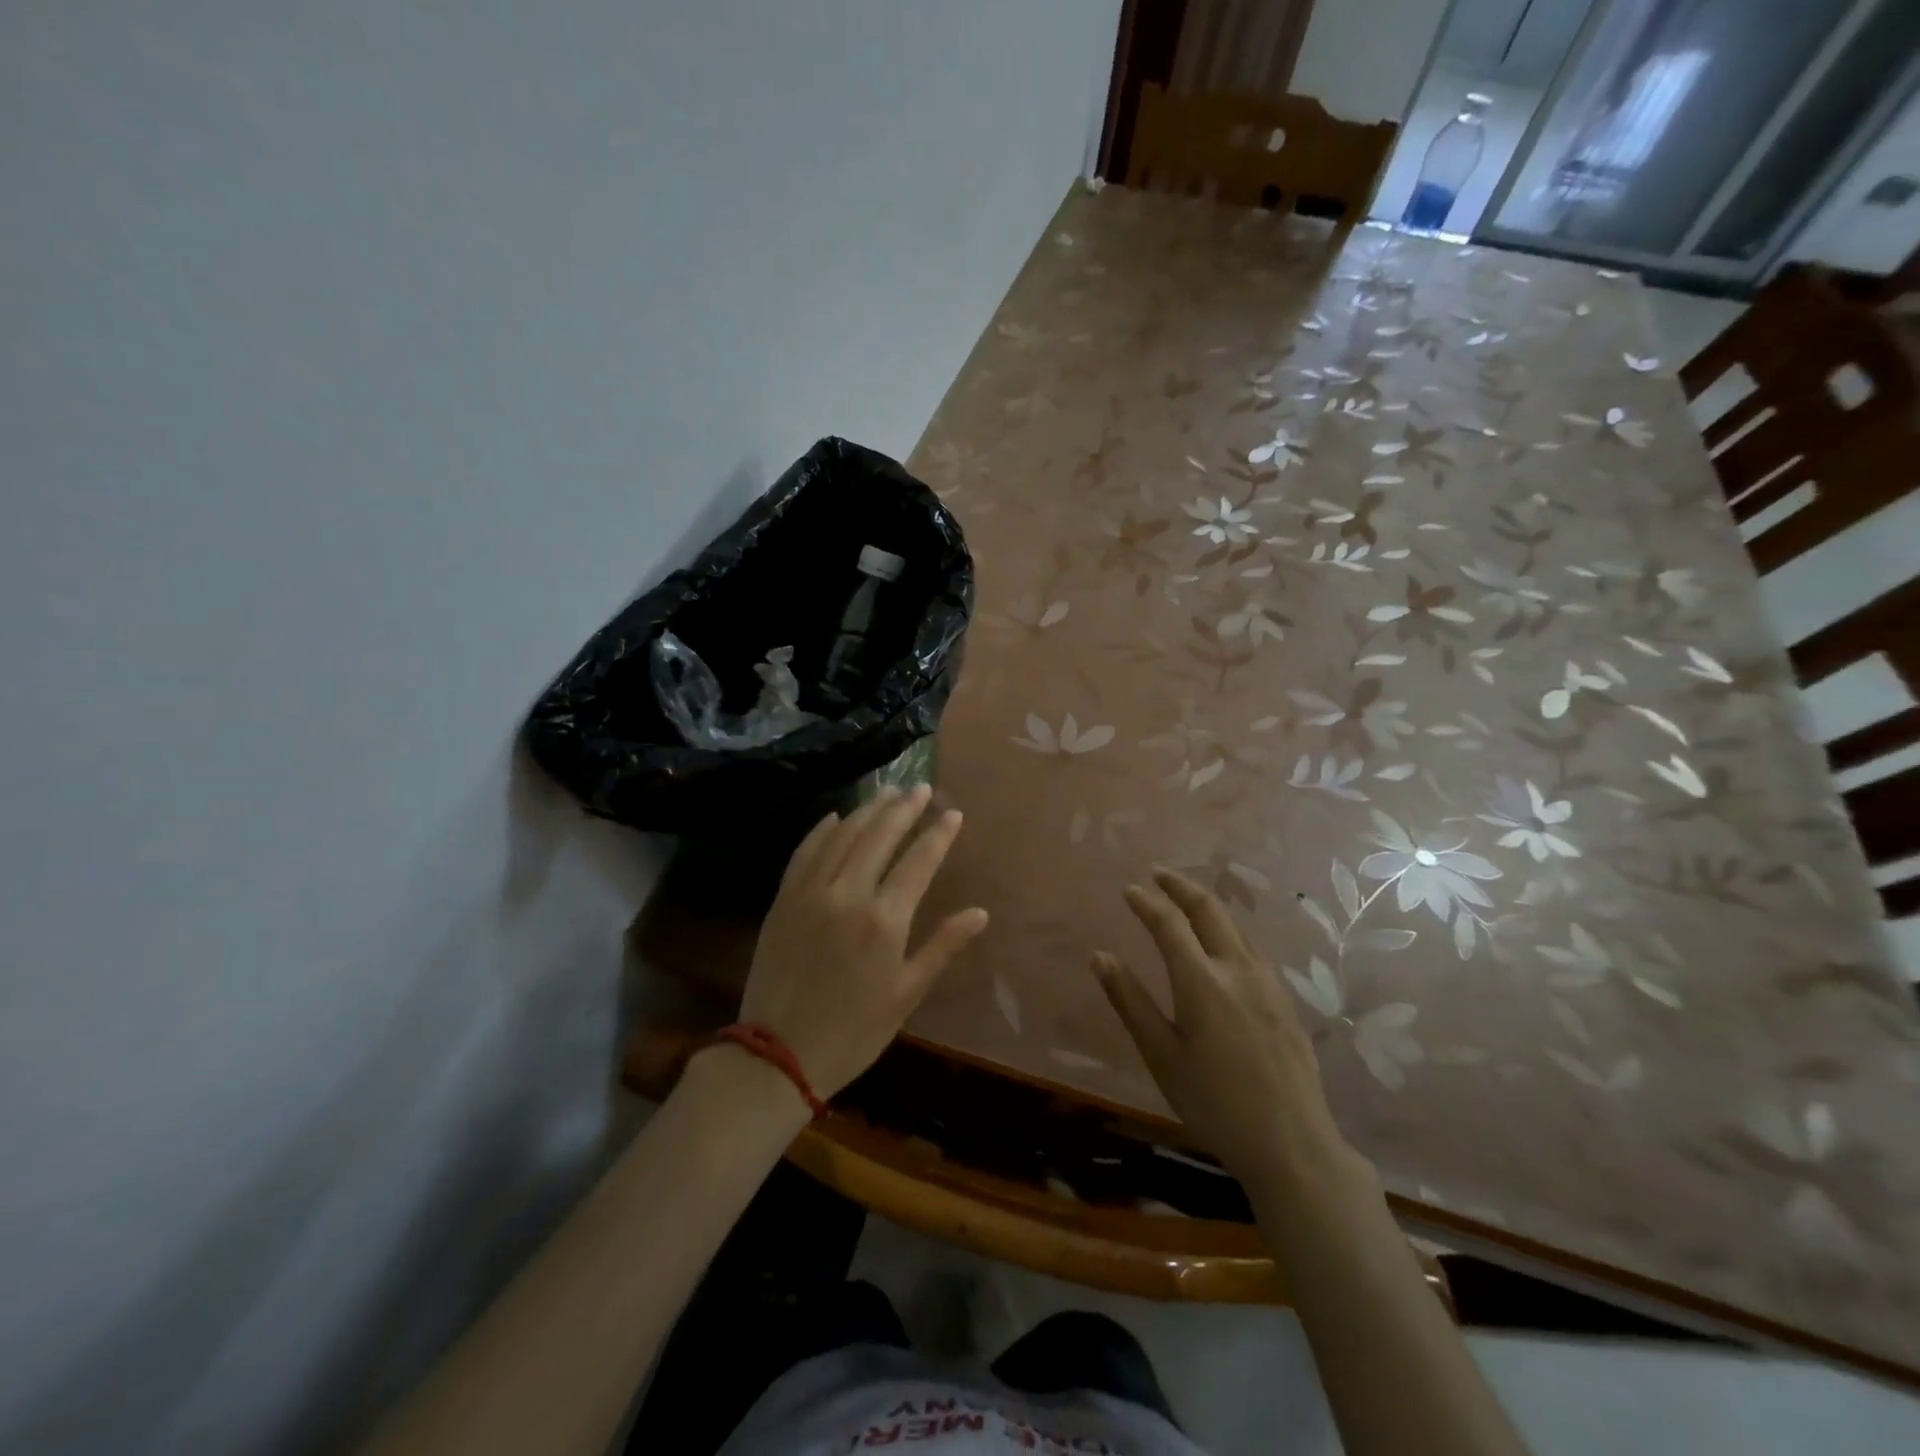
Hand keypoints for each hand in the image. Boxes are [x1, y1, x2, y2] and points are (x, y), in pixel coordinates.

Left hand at [731, 785, 987, 1102]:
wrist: (778, 1055)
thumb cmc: (853, 1031)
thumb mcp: (906, 994)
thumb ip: (942, 946)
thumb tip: (980, 913)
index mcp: (884, 920)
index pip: (918, 861)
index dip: (938, 834)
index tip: (953, 813)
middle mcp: (847, 894)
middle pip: (879, 837)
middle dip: (903, 808)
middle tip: (920, 787)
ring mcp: (810, 893)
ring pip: (842, 836)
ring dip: (867, 810)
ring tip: (887, 792)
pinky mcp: (783, 899)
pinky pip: (804, 852)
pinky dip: (821, 830)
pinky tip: (835, 816)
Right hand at [1093, 868, 1364, 1185]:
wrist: (1292, 1143)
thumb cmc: (1214, 1102)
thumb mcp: (1161, 1055)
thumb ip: (1130, 1001)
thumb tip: (1099, 956)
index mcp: (1201, 981)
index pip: (1169, 923)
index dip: (1147, 902)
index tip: (1129, 889)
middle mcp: (1237, 968)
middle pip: (1209, 910)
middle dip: (1181, 886)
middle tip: (1158, 873)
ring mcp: (1268, 982)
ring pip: (1236, 925)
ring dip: (1208, 904)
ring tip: (1187, 899)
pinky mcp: (1285, 999)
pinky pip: (1253, 947)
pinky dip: (1230, 928)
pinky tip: (1224, 943)